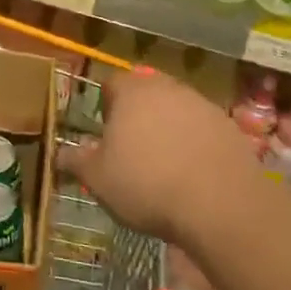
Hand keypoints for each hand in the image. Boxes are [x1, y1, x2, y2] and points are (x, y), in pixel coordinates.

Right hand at [61, 71, 242, 241]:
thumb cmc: (146, 184)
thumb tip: (59, 153)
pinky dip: (196, 145)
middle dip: (138, 115)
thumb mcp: (97, 178)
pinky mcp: (231, 128)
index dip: (105, 106)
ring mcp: (203, 106)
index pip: (111, 84)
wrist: (221, 205)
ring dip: (169, 130)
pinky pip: (204, 131)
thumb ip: (76, 161)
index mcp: (132, 91)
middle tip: (132, 149)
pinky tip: (193, 176)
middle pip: (147, 93)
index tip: (105, 135)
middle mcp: (168, 88)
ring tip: (164, 166)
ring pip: (177, 110)